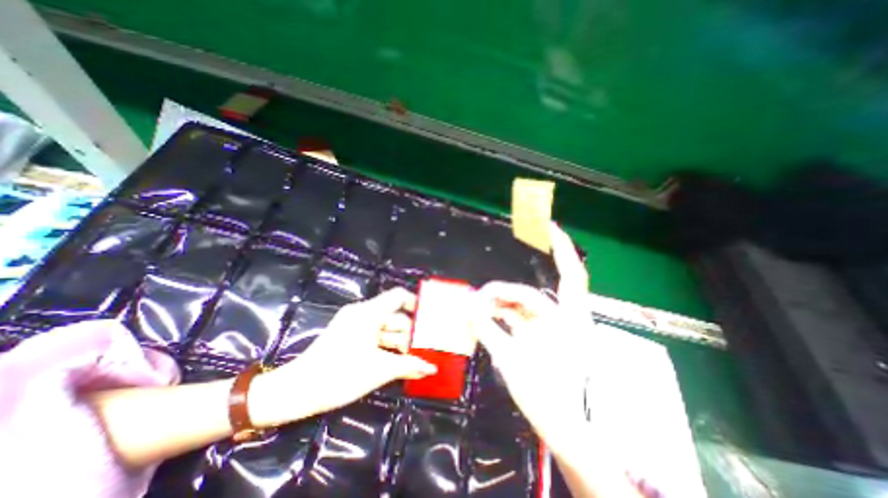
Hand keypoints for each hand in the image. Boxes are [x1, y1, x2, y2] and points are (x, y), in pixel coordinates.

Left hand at [251, 290, 435, 424]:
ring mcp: (354, 325)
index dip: (415, 303)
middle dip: (410, 332)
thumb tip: (433, 367)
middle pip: (394, 315)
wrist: (296, 392)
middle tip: (425, 348)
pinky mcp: (349, 336)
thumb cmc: (339, 375)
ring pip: (385, 328)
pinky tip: (398, 360)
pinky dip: (387, 347)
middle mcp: (363, 313)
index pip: (398, 296)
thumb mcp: (379, 370)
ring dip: (399, 342)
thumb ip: (409, 365)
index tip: (429, 319)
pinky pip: (375, 336)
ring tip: (414, 359)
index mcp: (369, 313)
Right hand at [472, 223, 596, 456]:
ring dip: (504, 300)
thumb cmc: (542, 397)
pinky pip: (522, 314)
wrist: (560, 426)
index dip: (563, 249)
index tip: (551, 226)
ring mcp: (555, 326)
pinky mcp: (543, 333)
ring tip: (479, 304)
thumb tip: (466, 306)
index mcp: (569, 322)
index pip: (570, 276)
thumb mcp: (511, 361)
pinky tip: (487, 313)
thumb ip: (487, 329)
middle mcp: (566, 318)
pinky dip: (505, 312)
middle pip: (545, 287)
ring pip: (528, 301)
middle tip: (497, 277)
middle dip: (519, 279)